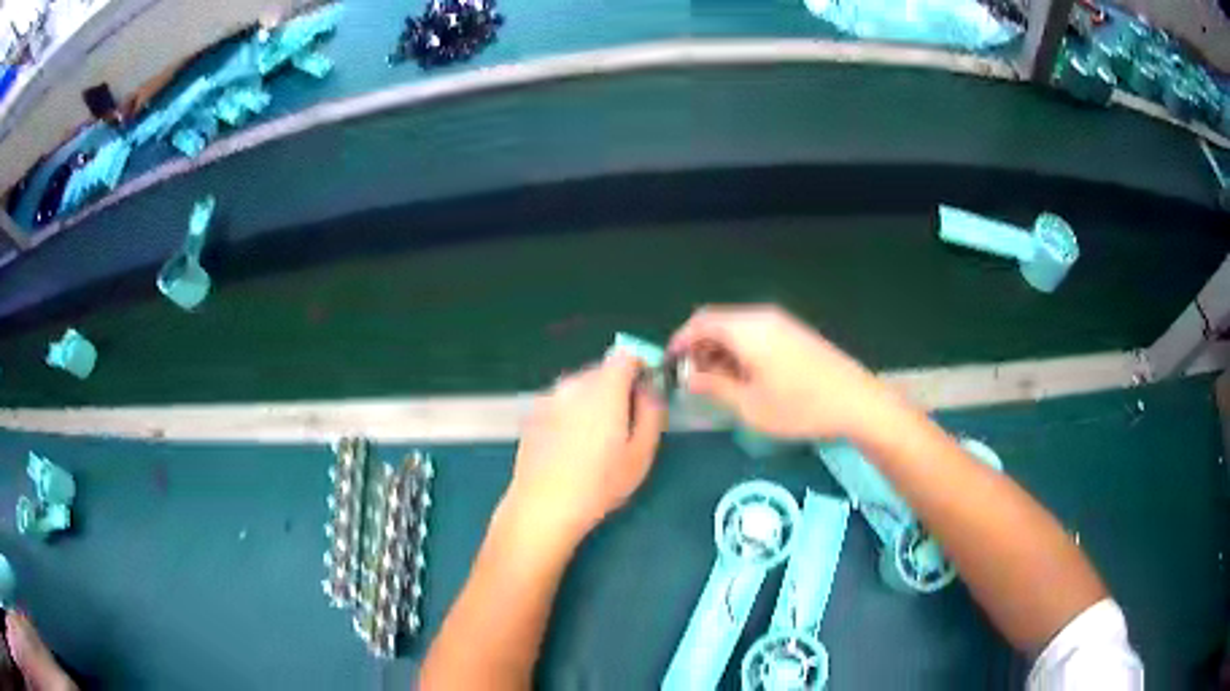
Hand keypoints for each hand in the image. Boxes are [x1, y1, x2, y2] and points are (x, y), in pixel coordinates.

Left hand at [504, 353, 666, 545]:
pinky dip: (571, 412)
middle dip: (617, 387)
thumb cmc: (600, 483)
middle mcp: (573, 383)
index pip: (626, 356)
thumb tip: (649, 389)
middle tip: (624, 423)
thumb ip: (652, 412)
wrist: (543, 506)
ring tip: (595, 439)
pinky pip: (561, 402)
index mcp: (604, 388)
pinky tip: (570, 446)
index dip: (641, 368)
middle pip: (602, 370)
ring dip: (592, 400)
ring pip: (580, 386)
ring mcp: (548, 397)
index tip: (646, 392)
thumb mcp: (642, 453)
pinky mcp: (532, 413)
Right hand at [669, 304, 892, 439]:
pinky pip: (756, 333)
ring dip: (720, 351)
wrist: (856, 401)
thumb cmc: (799, 407)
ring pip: (737, 328)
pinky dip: (740, 350)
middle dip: (699, 348)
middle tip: (693, 381)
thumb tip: (689, 377)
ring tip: (717, 384)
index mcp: (747, 328)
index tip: (669, 367)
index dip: (679, 342)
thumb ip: (714, 387)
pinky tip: (746, 378)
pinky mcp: (794, 333)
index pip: (699, 323)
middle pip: (718, 322)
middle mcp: (762, 317)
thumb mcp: (749, 405)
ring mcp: (781, 323)